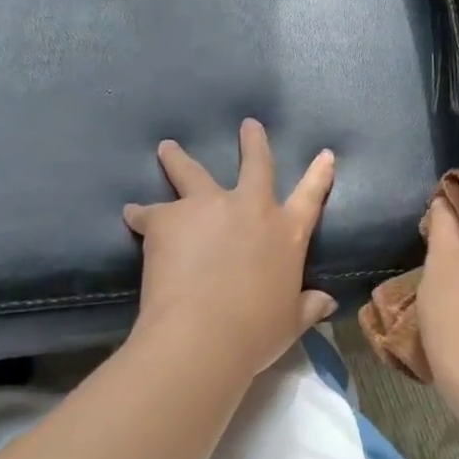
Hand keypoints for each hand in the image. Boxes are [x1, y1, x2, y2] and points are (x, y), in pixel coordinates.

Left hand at [123, 119, 336, 378]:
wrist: (202, 334)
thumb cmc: (256, 332)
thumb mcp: (290, 321)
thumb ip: (308, 306)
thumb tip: (327, 303)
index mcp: (287, 233)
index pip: (311, 196)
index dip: (319, 174)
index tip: (324, 153)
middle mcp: (250, 208)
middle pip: (255, 164)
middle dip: (253, 142)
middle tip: (248, 124)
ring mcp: (207, 207)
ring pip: (192, 172)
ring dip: (179, 158)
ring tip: (167, 148)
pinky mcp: (168, 218)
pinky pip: (149, 211)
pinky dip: (140, 214)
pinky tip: (130, 213)